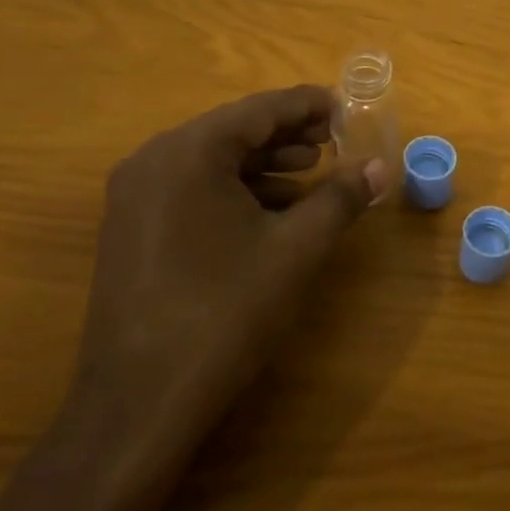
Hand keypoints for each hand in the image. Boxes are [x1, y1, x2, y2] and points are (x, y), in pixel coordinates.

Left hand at [58, 85, 388, 491]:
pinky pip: (191, 190)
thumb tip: (379, 167)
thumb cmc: (225, 313)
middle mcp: (152, 161)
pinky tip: (271, 211)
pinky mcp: (130, 230)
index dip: (308, 106)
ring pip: (211, 162)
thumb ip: (340, 198)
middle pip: (233, 131)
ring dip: (264, 164)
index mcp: (188, 153)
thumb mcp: (296, 250)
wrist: (139, 404)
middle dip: (287, 135)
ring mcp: (133, 198)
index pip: (259, 110)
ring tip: (312, 173)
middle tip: (335, 142)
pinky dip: (235, 190)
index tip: (346, 106)